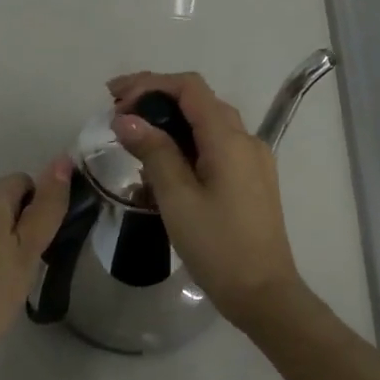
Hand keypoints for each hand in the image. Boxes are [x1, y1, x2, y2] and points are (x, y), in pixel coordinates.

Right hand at [108, 71, 304, 321]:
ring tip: (134, 137)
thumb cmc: (217, 246)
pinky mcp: (251, 179)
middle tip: (117, 113)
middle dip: (156, 99)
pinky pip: (216, 147)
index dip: (149, 84)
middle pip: (199, 101)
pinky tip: (163, 165)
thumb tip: (126, 119)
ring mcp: (252, 160)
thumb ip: (153, 152)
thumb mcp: (177, 198)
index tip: (115, 100)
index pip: (189, 88)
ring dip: (170, 122)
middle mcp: (246, 140)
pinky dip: (187, 144)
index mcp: (229, 139)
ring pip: (208, 124)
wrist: (264, 294)